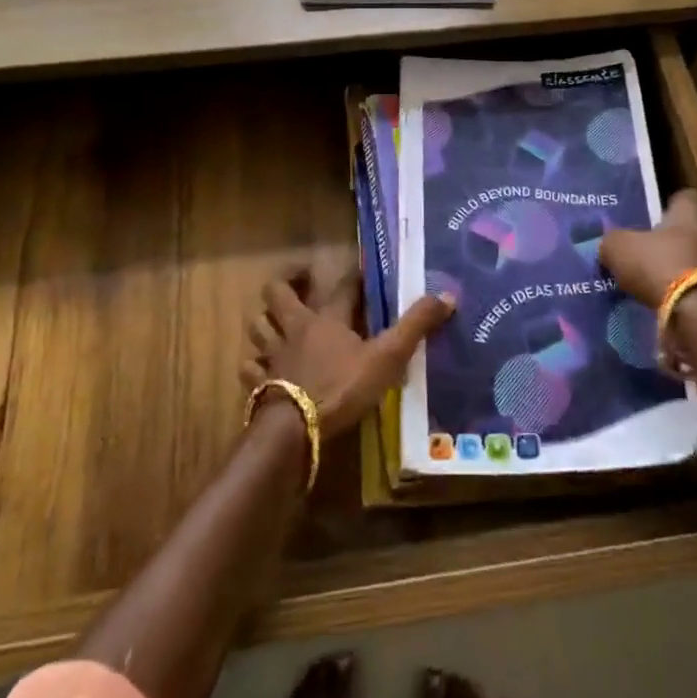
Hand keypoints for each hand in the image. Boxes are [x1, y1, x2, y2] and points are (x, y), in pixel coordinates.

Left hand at [244, 260, 455, 436]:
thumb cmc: (343, 386)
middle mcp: (295, 329)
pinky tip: (260, 367)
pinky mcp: (260, 384)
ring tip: (277, 321)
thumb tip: (447, 296)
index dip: (353, 276)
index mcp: (327, 319)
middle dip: (286, 284)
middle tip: (302, 282)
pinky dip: (253, 364)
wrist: (296, 427)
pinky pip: (249, 367)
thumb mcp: (388, 356)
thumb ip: (415, 327)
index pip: (341, 287)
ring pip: (258, 326)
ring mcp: (273, 356)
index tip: (360, 270)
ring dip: (265, 321)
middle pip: (277, 294)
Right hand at [599, 190, 696, 371]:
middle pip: (688, 232)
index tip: (646, 216)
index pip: (683, 197)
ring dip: (676, 271)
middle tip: (641, 253)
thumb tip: (609, 245)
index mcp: (690, 214)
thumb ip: (612, 241)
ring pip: (694, 262)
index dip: (664, 204)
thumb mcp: (619, 248)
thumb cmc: (661, 267)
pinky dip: (684, 297)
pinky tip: (664, 305)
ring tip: (650, 284)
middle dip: (667, 242)